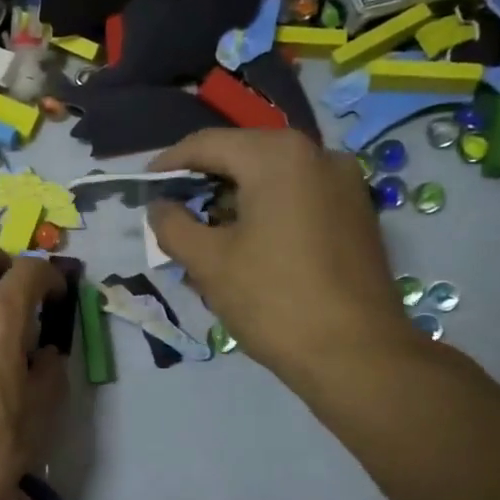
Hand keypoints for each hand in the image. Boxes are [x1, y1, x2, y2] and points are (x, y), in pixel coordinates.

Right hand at [147, 129, 421, 391]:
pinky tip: (246, 250)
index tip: (143, 189)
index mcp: (279, 156)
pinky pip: (297, 200)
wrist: (356, 354)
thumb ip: (172, 225)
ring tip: (204, 241)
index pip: (207, 144)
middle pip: (242, 158)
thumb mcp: (208, 262)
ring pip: (271, 181)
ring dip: (232, 203)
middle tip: (172, 218)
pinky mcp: (356, 214)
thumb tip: (159, 207)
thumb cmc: (273, 300)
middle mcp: (318, 155)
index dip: (168, 164)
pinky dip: (265, 215)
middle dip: (202, 186)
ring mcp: (344, 184)